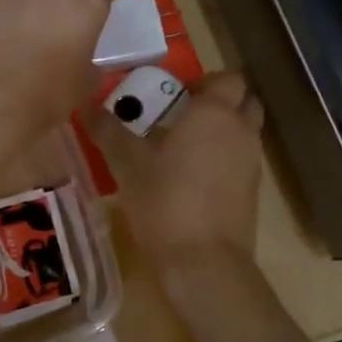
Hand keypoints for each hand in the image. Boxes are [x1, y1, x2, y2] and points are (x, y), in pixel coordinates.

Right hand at [88, 71, 263, 279]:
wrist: (205, 264)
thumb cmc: (165, 201)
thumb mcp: (127, 164)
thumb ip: (108, 130)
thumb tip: (87, 105)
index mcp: (215, 113)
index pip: (228, 77)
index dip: (206, 80)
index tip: (176, 92)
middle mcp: (241, 131)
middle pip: (243, 101)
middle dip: (220, 102)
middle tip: (182, 114)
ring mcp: (252, 163)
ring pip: (244, 132)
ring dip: (222, 131)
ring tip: (182, 147)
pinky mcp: (253, 193)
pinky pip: (241, 161)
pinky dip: (224, 160)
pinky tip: (193, 178)